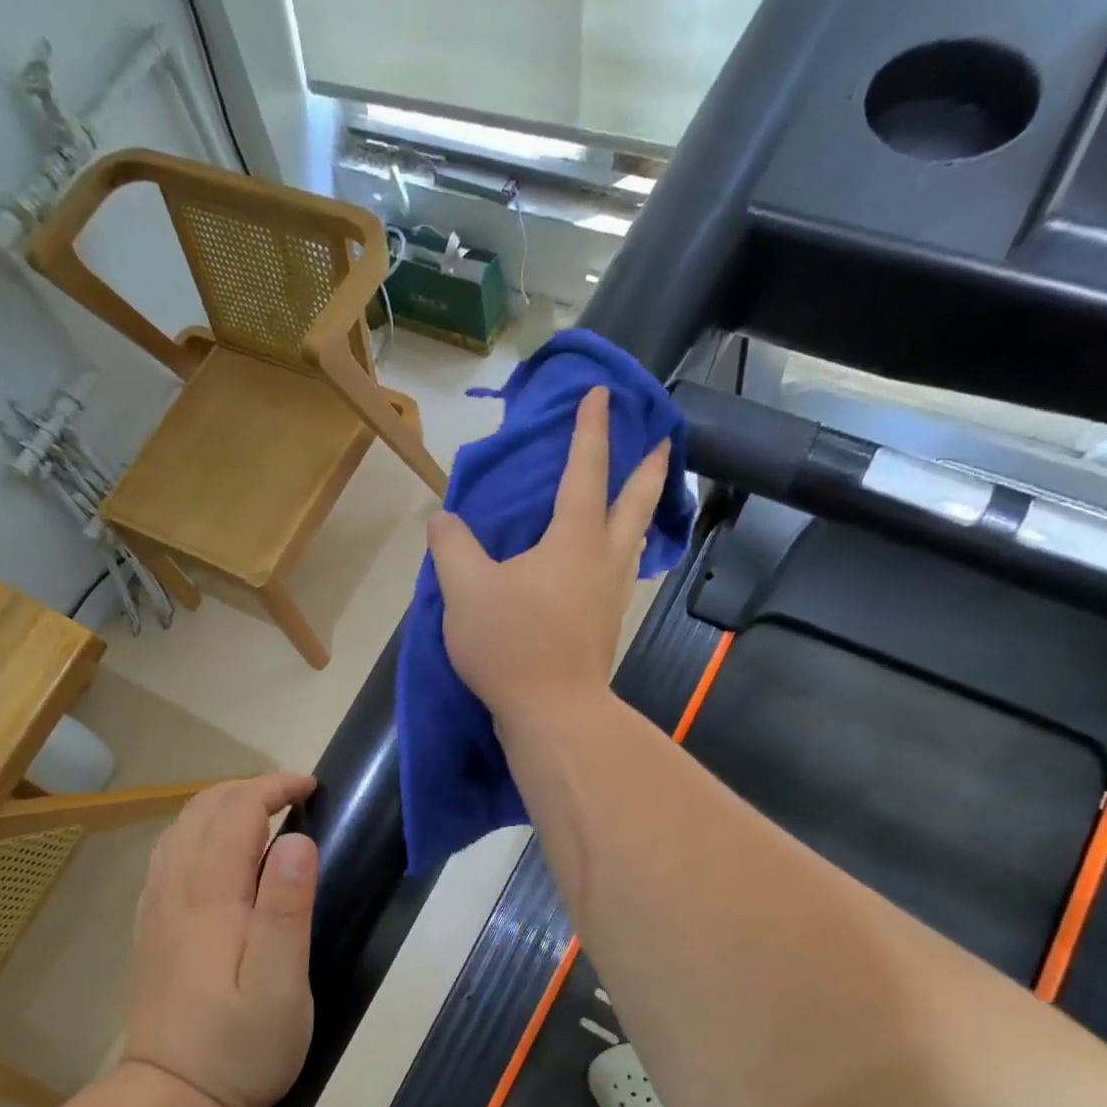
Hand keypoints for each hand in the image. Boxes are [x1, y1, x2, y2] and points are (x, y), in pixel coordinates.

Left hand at [121, 775, 317, 1106]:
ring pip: (180, 827)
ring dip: (222, 805)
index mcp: (211, 895)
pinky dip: (198, 831)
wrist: (169, 1102)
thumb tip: (297, 840)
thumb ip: (287, 908)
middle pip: (202, 808)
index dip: (273, 786)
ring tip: (263, 815)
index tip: (310, 788)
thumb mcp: (281, 985)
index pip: (236, 810)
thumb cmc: (238, 1048)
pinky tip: (220, 853)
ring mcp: (156, 907)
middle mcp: (175, 889)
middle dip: (249, 788)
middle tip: (293, 797)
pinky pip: (169, 854)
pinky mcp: (151, 927)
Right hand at [427, 387, 670, 724]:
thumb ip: (452, 547)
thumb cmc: (512, 643)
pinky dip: (621, 551)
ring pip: (633, 540)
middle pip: (635, 502)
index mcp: (573, 538)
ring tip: (638, 498)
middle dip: (648, 468)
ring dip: (640, 510)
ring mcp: (611, 595)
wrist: (553, 712)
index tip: (602, 394)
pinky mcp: (605, 626)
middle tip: (662, 441)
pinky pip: (620, 572)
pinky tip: (605, 562)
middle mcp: (603, 559)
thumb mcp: (465, 589)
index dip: (590, 429)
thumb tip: (444, 519)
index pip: (585, 470)